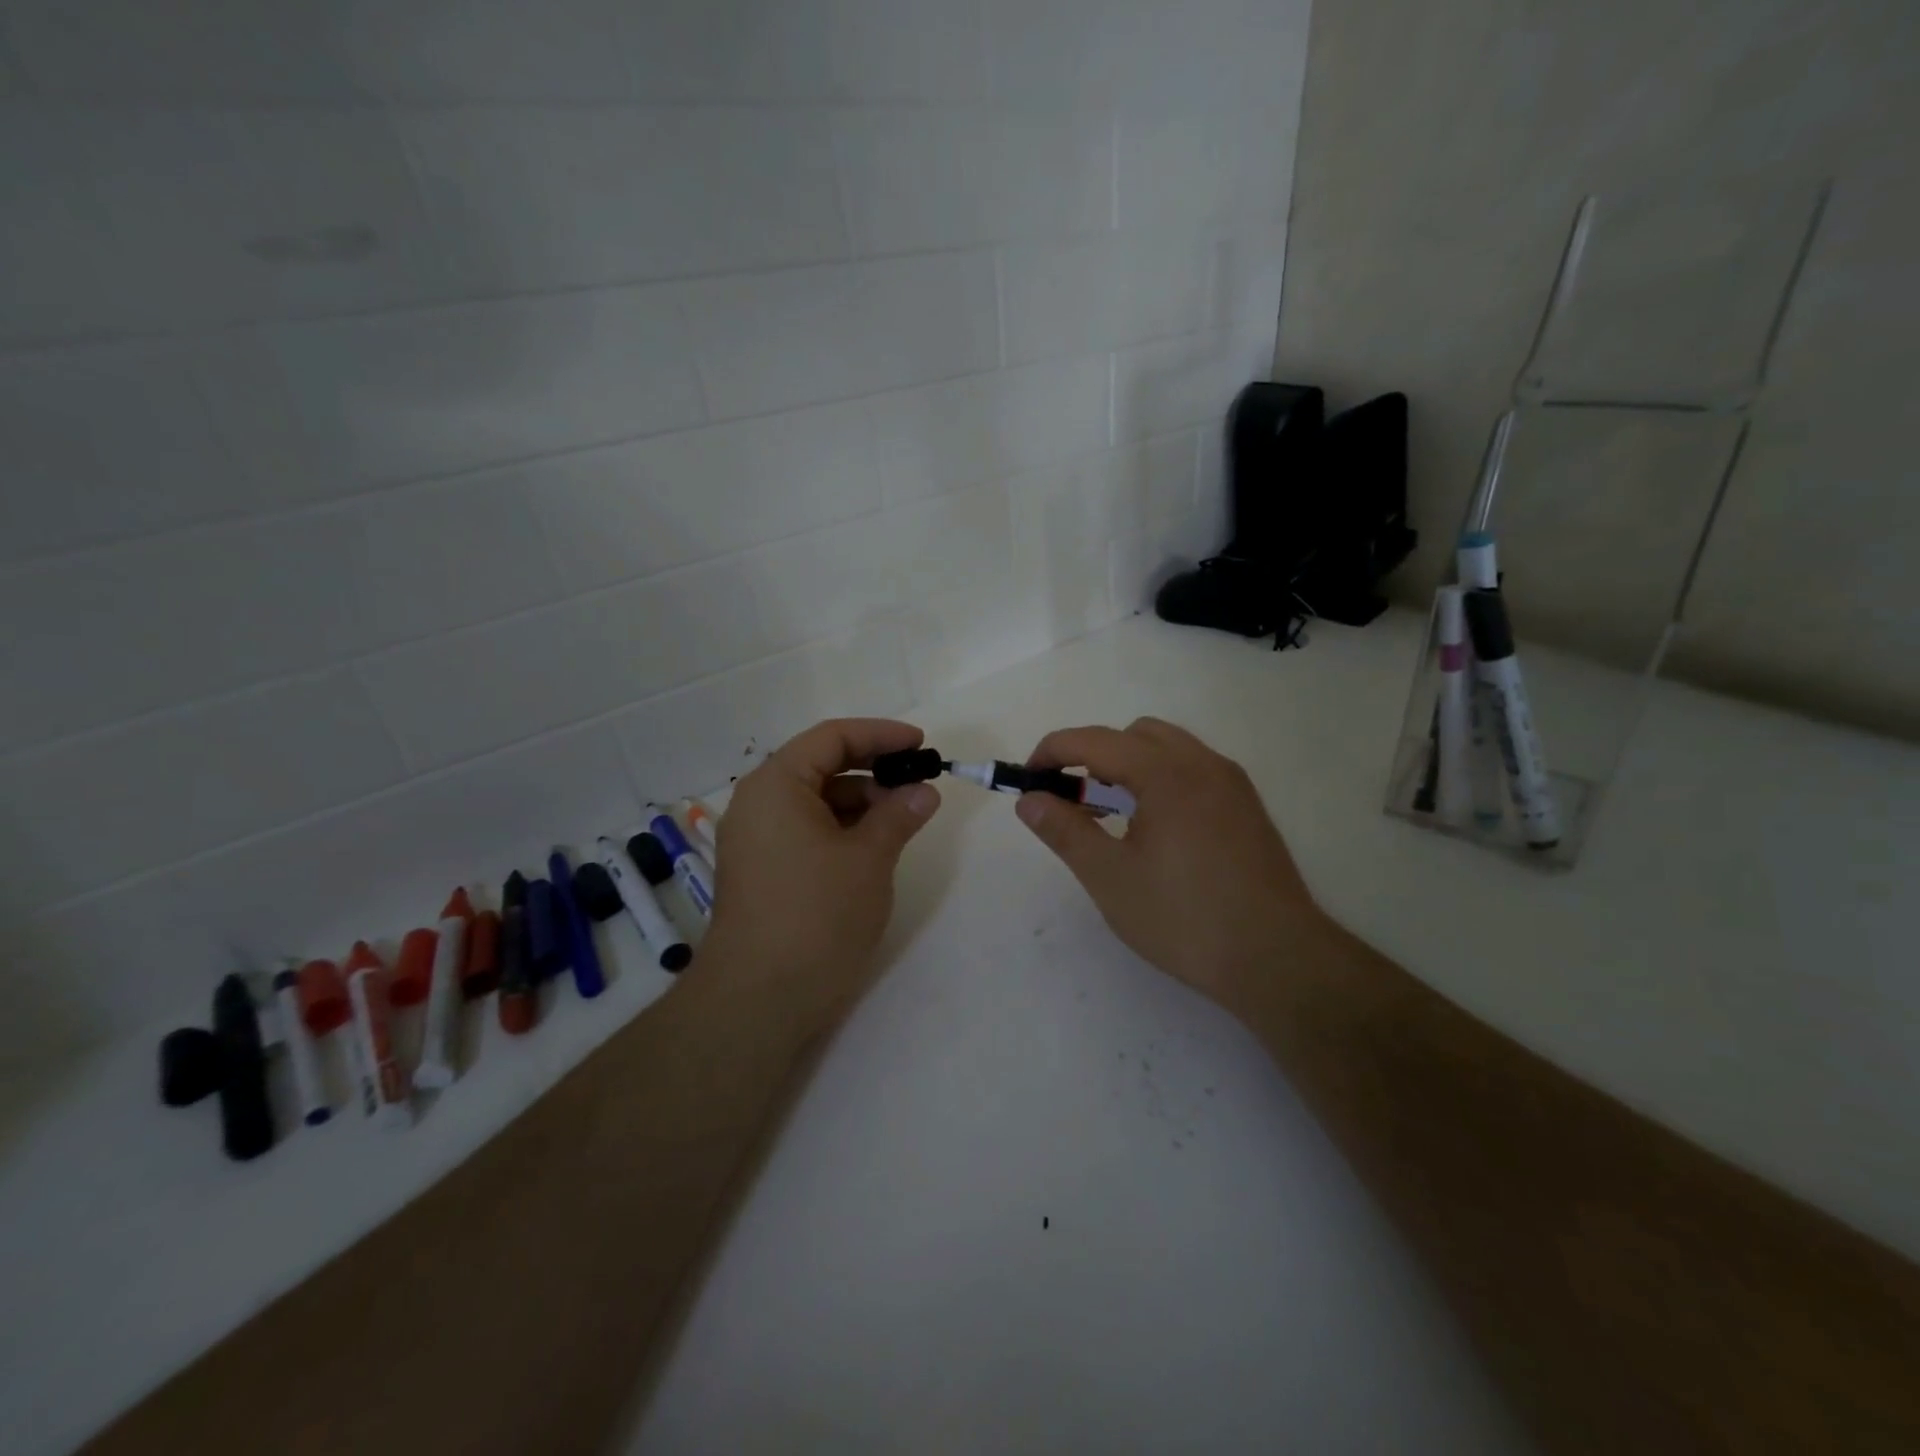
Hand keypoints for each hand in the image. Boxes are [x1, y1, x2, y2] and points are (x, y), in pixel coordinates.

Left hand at [701, 719, 940, 1032]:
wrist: (759, 1000)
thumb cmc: (817, 915)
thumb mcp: (869, 859)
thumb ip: (898, 815)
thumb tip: (924, 791)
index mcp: (776, 785)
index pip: (832, 738)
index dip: (881, 735)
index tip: (922, 745)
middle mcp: (758, 804)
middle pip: (820, 766)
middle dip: (873, 770)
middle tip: (918, 784)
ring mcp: (756, 840)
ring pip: (815, 802)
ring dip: (860, 803)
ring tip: (903, 818)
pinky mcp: (761, 871)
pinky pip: (805, 831)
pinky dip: (841, 830)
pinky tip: (873, 846)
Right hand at [1015, 717, 1325, 1011]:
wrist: (1276, 959)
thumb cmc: (1184, 918)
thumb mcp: (1110, 877)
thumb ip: (1065, 830)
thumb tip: (1029, 800)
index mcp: (1166, 773)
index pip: (1095, 741)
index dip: (1053, 752)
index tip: (1029, 779)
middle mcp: (1203, 764)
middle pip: (1134, 735)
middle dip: (1094, 755)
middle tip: (1073, 800)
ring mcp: (1232, 783)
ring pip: (1168, 749)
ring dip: (1130, 765)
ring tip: (1113, 815)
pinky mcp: (1248, 807)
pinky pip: (1194, 770)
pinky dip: (1161, 779)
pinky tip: (1156, 829)